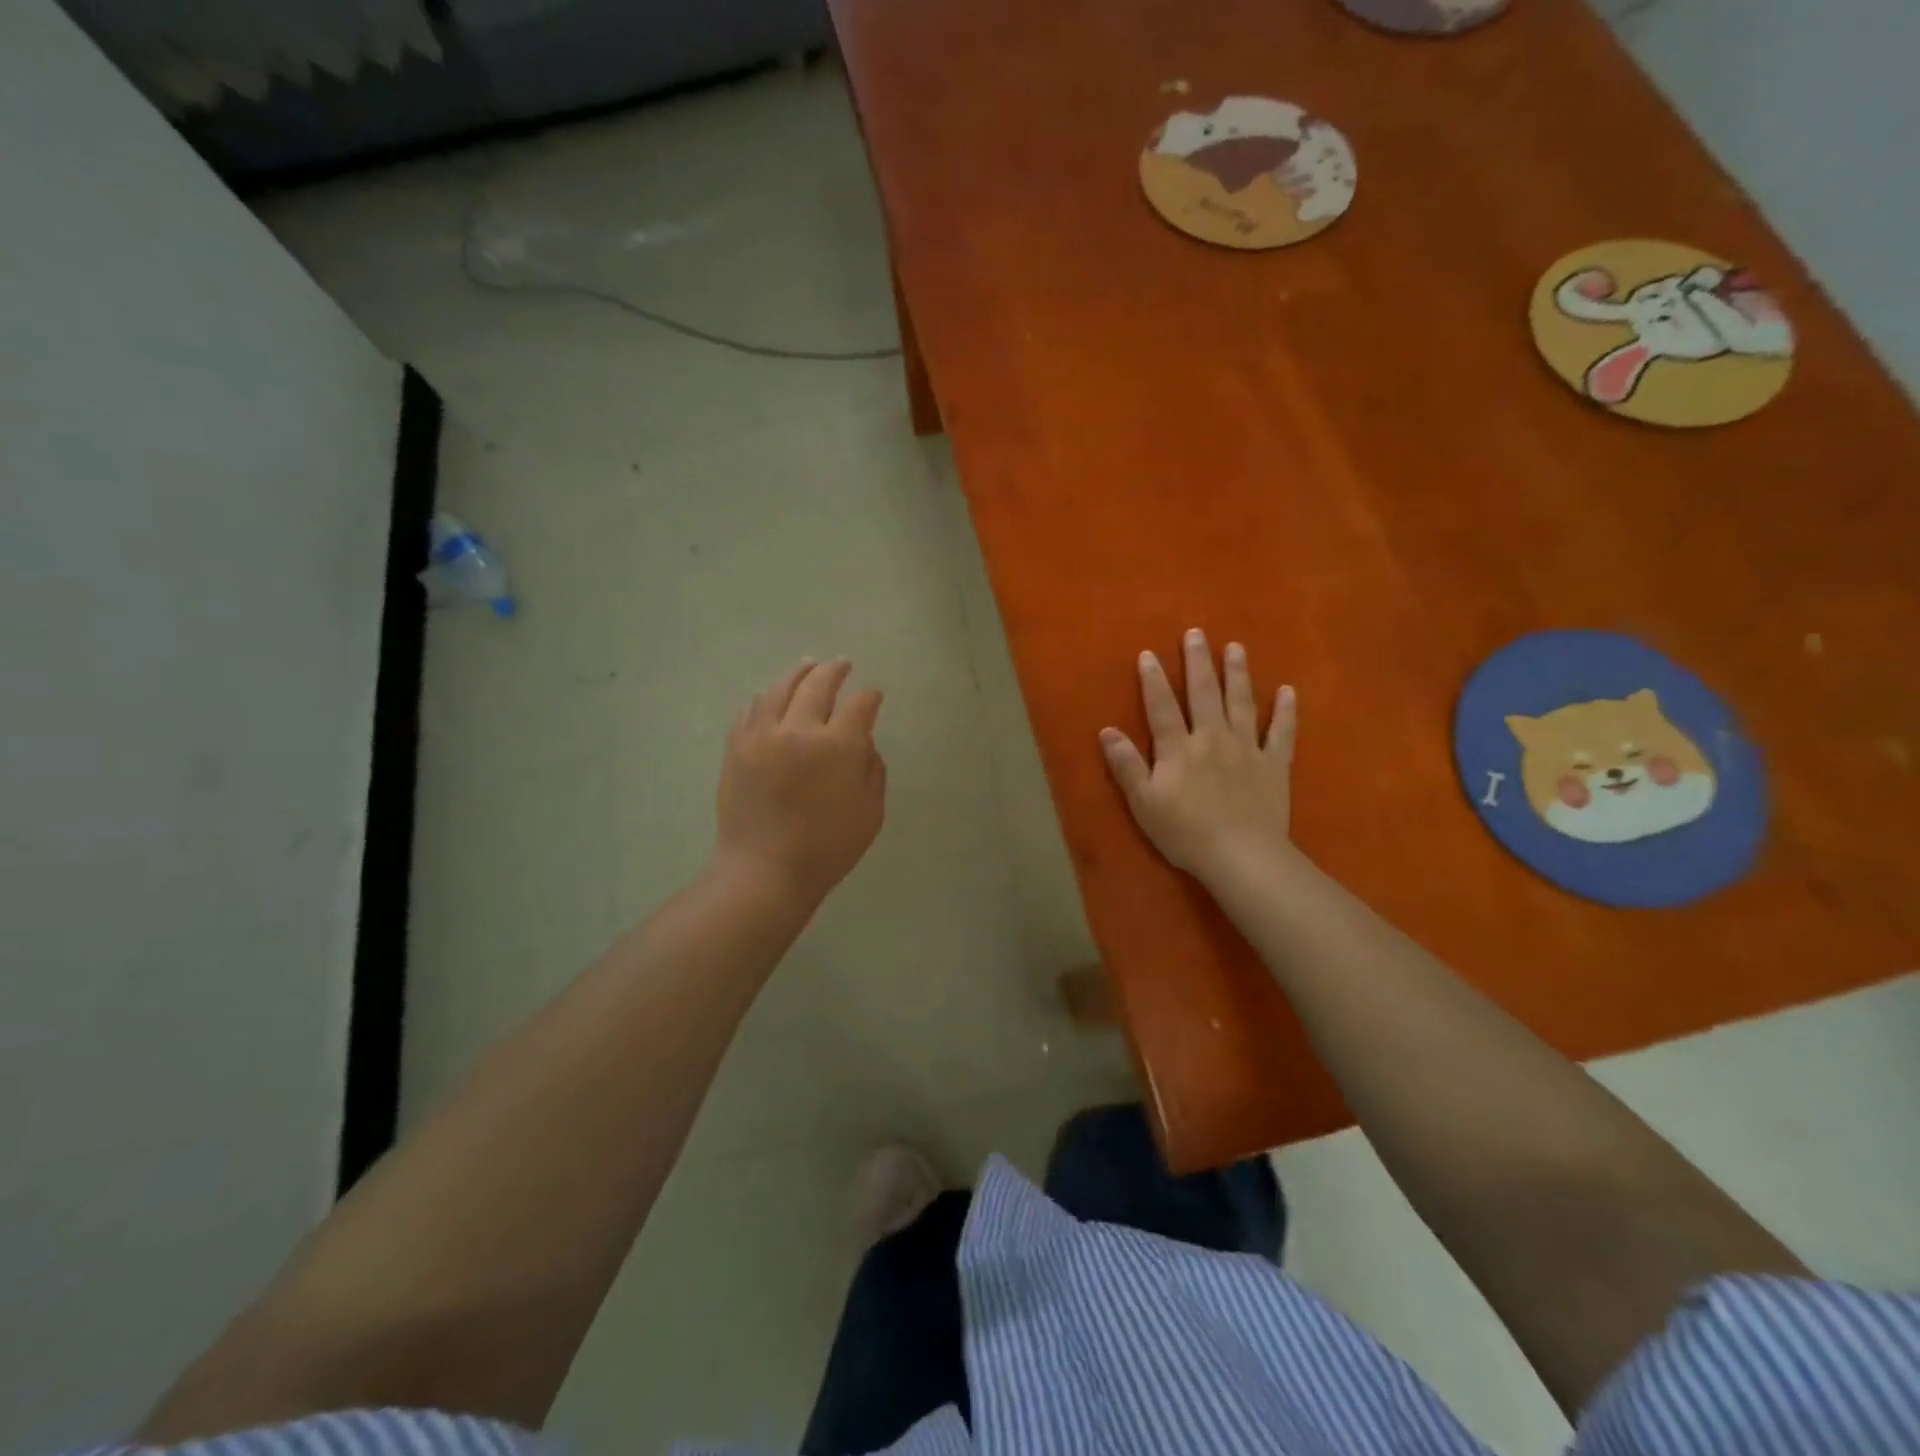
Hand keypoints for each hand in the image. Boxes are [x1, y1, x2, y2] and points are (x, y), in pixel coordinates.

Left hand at [715, 658, 886, 907]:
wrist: (764, 871)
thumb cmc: (827, 848)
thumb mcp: (870, 812)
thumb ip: (872, 770)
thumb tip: (863, 743)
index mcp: (837, 746)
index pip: (859, 705)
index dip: (870, 696)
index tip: (874, 695)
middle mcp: (798, 730)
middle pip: (818, 685)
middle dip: (834, 671)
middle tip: (842, 664)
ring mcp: (762, 736)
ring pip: (779, 689)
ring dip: (798, 674)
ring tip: (807, 667)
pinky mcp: (736, 748)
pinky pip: (751, 710)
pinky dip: (766, 698)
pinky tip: (772, 697)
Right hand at [1100, 629, 1295, 882]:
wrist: (1241, 856)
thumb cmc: (1185, 832)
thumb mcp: (1143, 803)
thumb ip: (1127, 765)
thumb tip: (1107, 731)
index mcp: (1178, 748)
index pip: (1161, 706)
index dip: (1153, 679)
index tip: (1148, 653)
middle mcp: (1212, 738)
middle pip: (1204, 693)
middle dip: (1198, 662)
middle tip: (1197, 633)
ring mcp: (1247, 749)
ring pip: (1242, 703)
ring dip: (1238, 673)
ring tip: (1236, 647)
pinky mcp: (1274, 765)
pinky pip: (1282, 732)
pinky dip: (1286, 711)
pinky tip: (1288, 691)